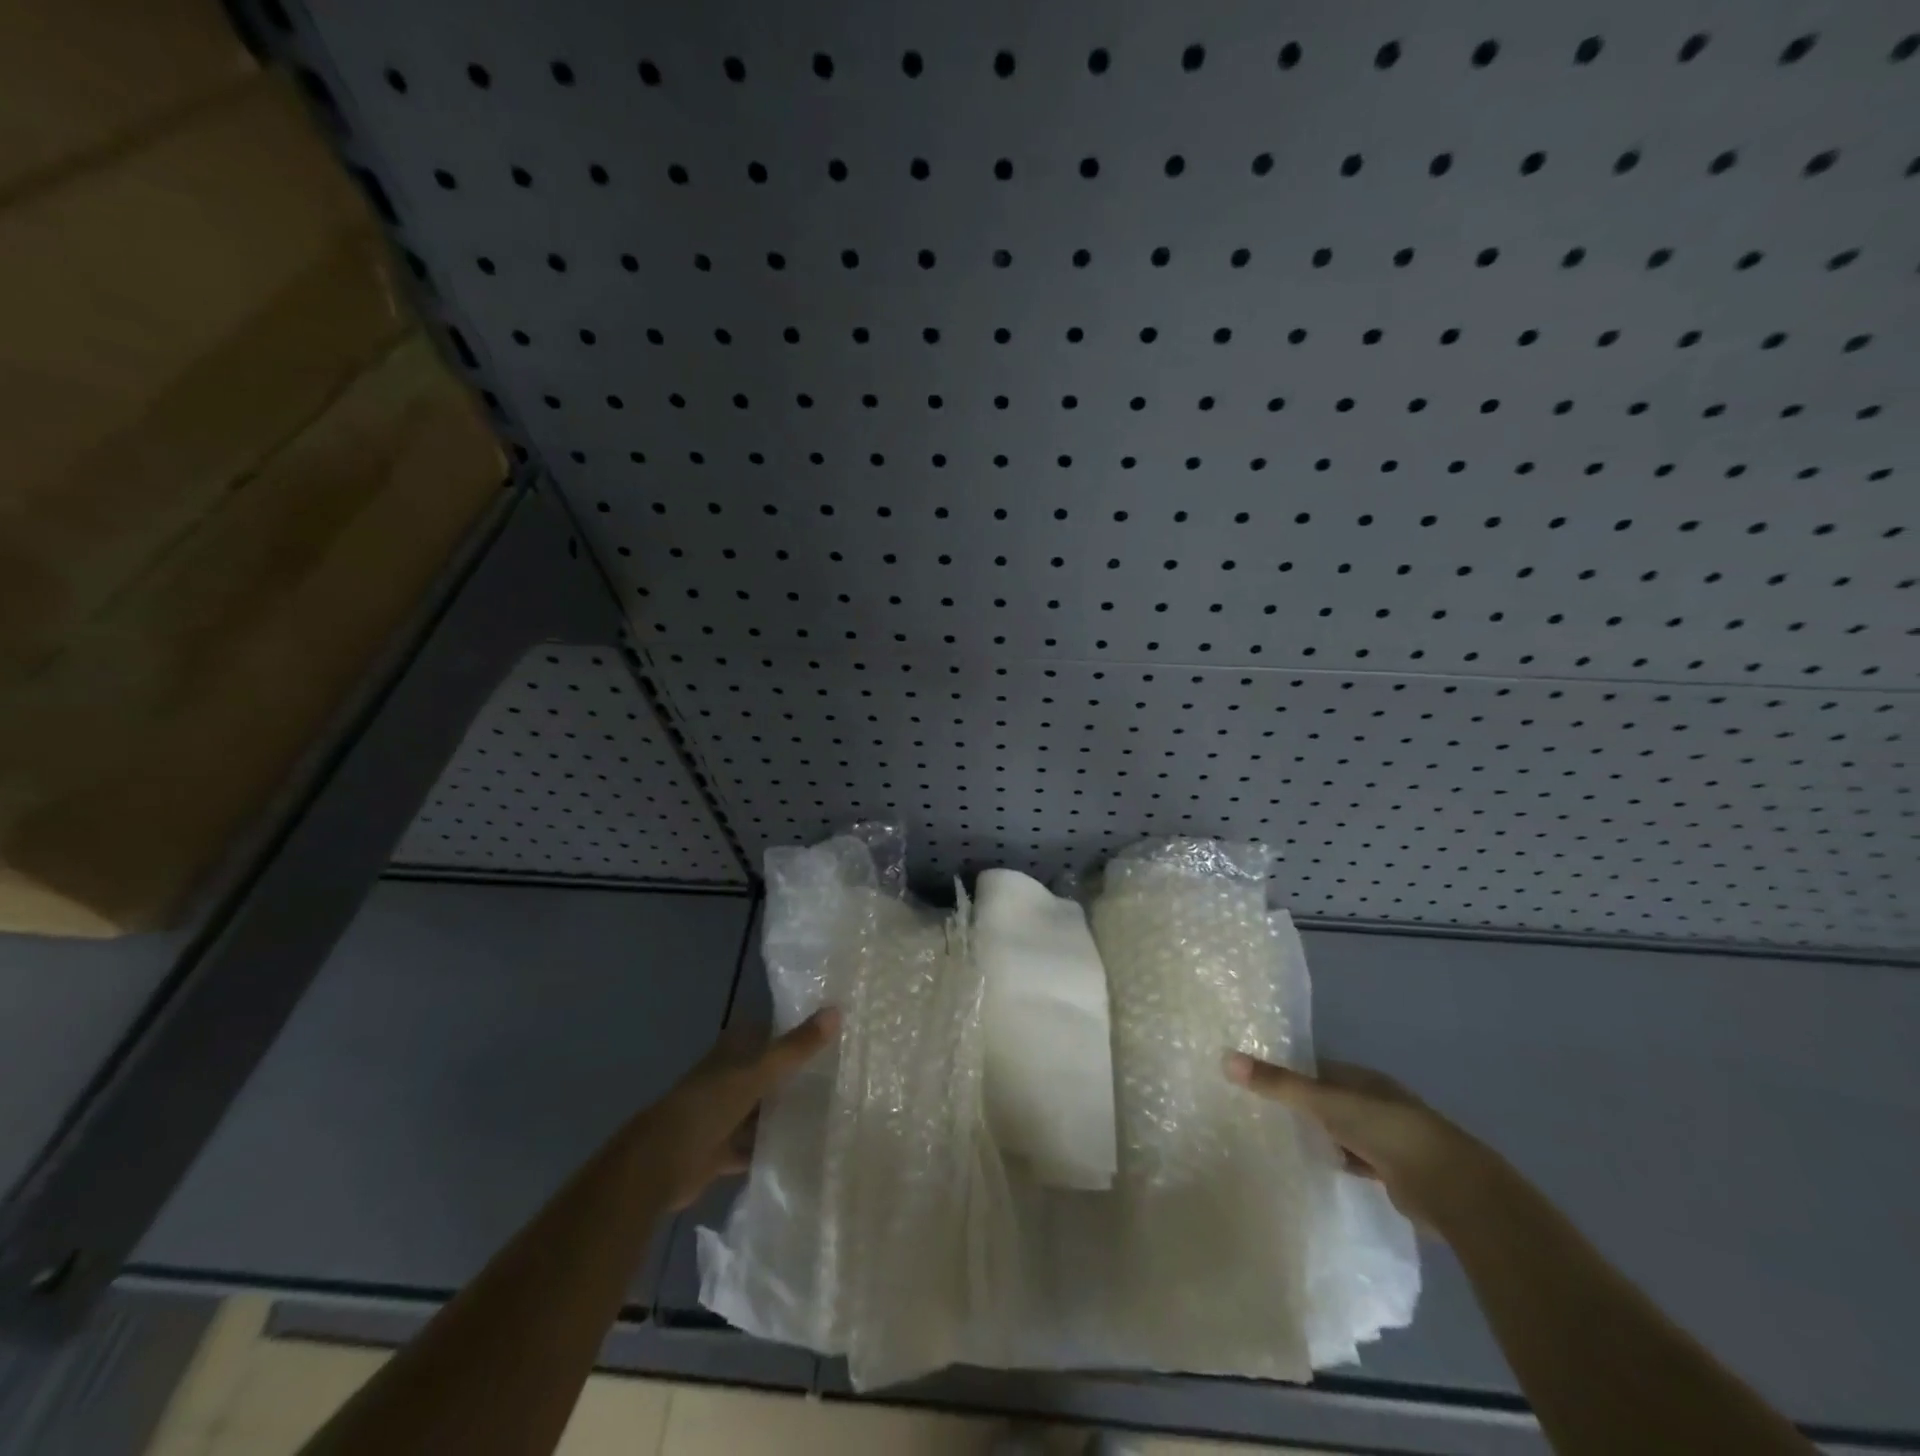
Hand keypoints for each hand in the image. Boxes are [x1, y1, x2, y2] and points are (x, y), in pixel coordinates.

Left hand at [635, 1008, 839, 1209]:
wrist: (658, 1165)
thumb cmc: (707, 1107)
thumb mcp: (757, 1073)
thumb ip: (796, 1047)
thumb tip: (836, 1010)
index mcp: (731, 1053)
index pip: (764, 1031)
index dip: (789, 1029)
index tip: (826, 1030)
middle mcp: (725, 1079)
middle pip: (763, 1071)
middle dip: (791, 1073)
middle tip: (836, 1073)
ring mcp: (721, 1116)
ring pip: (758, 1109)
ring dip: (781, 1112)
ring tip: (826, 1112)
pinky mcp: (718, 1151)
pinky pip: (750, 1146)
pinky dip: (768, 1148)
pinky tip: (799, 1151)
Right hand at [1225, 1053, 1492, 1230]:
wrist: (1450, 1188)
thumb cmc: (1385, 1130)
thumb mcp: (1325, 1101)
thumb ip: (1278, 1084)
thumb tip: (1225, 1058)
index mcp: (1363, 1079)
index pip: (1318, 1069)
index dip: (1290, 1072)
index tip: (1256, 1079)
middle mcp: (1376, 1103)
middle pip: (1329, 1100)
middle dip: (1302, 1105)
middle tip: (1260, 1111)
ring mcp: (1387, 1139)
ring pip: (1342, 1131)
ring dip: (1320, 1135)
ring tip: (1280, 1139)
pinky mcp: (1394, 1173)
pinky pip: (1355, 1160)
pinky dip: (1338, 1161)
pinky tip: (1318, 1167)